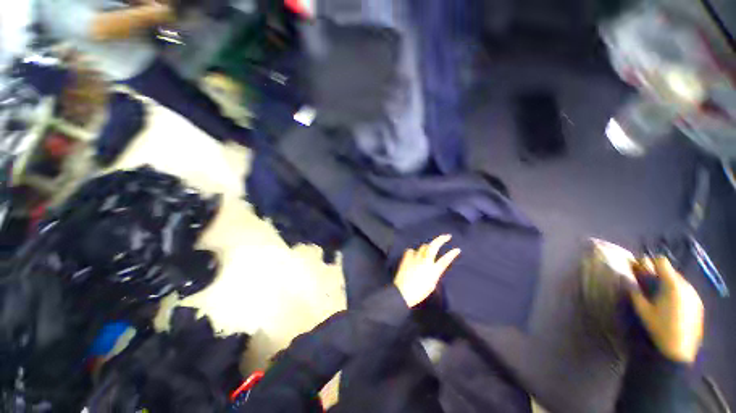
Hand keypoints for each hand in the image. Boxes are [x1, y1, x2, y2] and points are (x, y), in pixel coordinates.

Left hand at [394, 235, 460, 307]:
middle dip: (441, 239)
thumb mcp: (431, 284)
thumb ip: (434, 273)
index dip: (452, 254)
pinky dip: (414, 252)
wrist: (402, 292)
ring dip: (427, 247)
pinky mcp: (407, 257)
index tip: (457, 249)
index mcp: (433, 270)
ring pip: (423, 246)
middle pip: (434, 246)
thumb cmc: (418, 292)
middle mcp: (425, 261)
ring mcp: (415, 257)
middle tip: (447, 236)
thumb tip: (434, 267)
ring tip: (428, 250)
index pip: (445, 260)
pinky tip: (413, 256)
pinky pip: (411, 250)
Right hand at [630, 257, 704, 363]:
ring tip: (661, 297)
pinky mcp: (698, 304)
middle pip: (671, 272)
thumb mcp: (642, 310)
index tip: (642, 268)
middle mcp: (686, 286)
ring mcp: (695, 295)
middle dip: (660, 275)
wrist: (679, 350)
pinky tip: (672, 306)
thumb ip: (634, 291)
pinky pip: (687, 291)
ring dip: (669, 284)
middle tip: (649, 285)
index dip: (650, 262)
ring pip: (680, 282)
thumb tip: (626, 277)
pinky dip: (678, 293)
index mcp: (672, 285)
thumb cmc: (659, 328)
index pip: (662, 262)